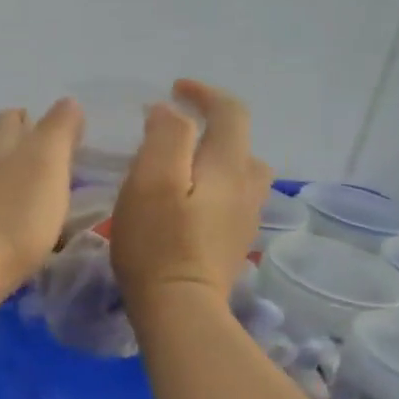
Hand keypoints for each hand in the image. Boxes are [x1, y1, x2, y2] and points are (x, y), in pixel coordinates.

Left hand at [0, 99, 83, 307]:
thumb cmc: (14, 214)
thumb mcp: (47, 162)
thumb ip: (59, 130)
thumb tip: (67, 103)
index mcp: (0, 146)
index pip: (11, 119)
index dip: (32, 119)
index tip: (59, 133)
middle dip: (21, 148)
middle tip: (55, 164)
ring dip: (17, 183)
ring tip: (46, 198)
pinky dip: (9, 213)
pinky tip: (25, 229)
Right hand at [111, 80, 273, 313]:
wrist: (180, 309)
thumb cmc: (158, 241)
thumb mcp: (150, 179)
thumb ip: (165, 136)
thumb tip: (169, 112)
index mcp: (228, 166)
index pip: (231, 112)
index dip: (205, 93)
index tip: (175, 89)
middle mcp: (247, 188)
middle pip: (241, 143)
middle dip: (212, 127)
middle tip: (173, 131)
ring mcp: (245, 219)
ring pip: (240, 174)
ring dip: (215, 158)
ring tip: (182, 166)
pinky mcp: (233, 243)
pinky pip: (231, 199)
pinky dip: (213, 187)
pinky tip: (187, 203)